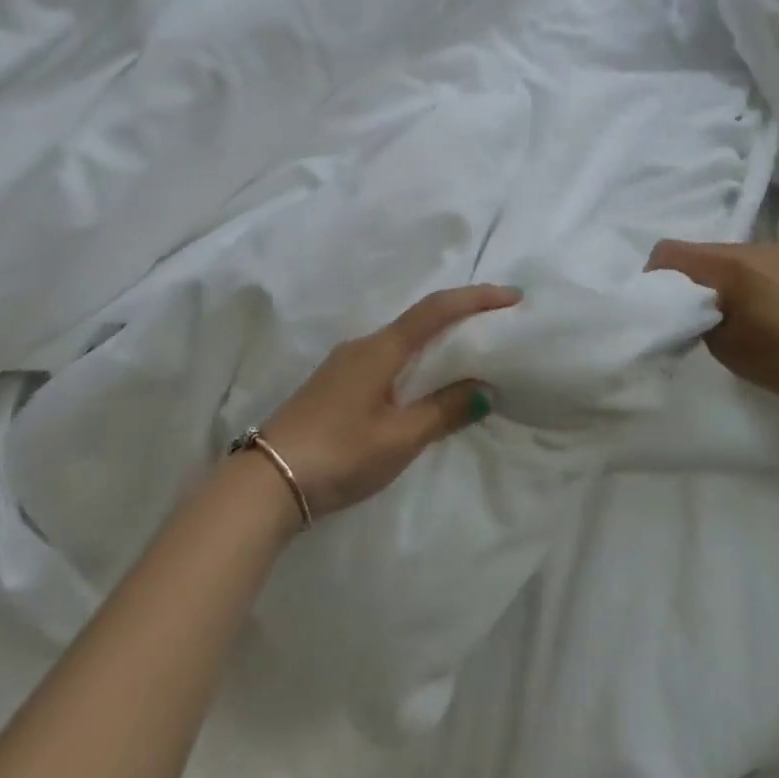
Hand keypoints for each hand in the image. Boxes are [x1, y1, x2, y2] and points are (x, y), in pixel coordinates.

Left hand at [258, 284, 520, 520]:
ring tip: (469, 355)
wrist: (266, 481)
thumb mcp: (399, 438)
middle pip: (420, 320)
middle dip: (461, 317)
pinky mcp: (335, 385)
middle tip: (497, 325)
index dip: (475, 298)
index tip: (512, 296)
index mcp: (381, 349)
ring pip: (402, 341)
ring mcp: (345, 364)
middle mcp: (363, 345)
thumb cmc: (339, 453)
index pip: (436, 310)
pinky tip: (424, 383)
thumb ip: (443, 411)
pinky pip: (387, 359)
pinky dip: (416, 361)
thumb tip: (484, 389)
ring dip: (437, 341)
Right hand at [645, 240, 778, 414]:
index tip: (658, 300)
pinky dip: (749, 278)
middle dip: (690, 276)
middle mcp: (752, 247)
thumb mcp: (723, 346)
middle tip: (694, 311)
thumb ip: (697, 316)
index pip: (671, 251)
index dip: (655, 273)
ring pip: (732, 255)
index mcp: (728, 266)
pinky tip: (766, 307)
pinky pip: (759, 261)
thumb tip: (689, 305)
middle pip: (702, 251)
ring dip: (722, 276)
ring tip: (734, 310)